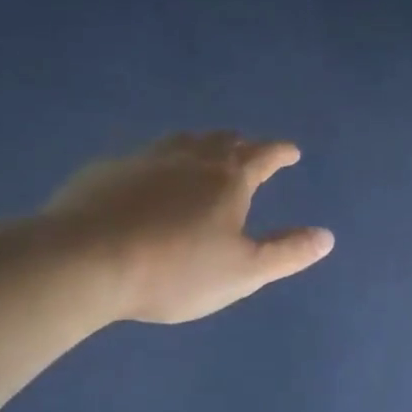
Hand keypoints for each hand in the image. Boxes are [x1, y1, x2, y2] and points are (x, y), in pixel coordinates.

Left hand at [49, 133, 333, 323]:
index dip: (281, 152)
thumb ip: (287, 252)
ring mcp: (144, 159)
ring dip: (199, 144)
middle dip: (241, 144)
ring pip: (181, 140)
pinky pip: (142, 156)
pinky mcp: (106, 170)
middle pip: (222, 140)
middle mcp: (190, 157)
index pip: (264, 154)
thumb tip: (327, 236)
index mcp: (228, 178)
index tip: (291, 152)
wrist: (85, 260)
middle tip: (248, 151)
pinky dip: (157, 162)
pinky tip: (146, 177)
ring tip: (202, 153)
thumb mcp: (243, 271)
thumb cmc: (176, 269)